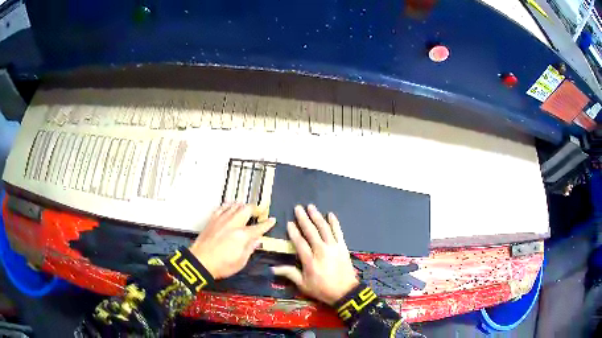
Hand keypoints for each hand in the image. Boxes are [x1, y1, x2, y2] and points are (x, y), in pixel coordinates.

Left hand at [189, 203, 275, 278]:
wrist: (200, 261)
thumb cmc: (221, 265)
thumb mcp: (240, 262)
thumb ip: (249, 249)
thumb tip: (256, 241)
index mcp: (242, 236)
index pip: (259, 227)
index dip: (267, 223)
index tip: (272, 220)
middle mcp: (233, 224)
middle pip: (246, 209)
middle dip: (254, 208)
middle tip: (258, 211)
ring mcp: (222, 220)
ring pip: (234, 206)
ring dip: (242, 206)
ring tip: (245, 207)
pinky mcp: (212, 220)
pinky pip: (222, 208)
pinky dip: (228, 206)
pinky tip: (229, 207)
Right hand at [272, 204, 358, 304]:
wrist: (345, 292)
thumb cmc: (322, 289)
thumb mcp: (303, 285)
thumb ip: (290, 273)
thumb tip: (272, 268)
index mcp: (310, 260)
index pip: (299, 242)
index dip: (293, 232)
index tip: (289, 223)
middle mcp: (321, 250)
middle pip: (311, 231)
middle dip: (304, 219)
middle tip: (298, 208)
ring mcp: (334, 247)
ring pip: (324, 228)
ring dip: (317, 217)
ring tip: (311, 207)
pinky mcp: (343, 247)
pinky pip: (338, 232)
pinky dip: (334, 223)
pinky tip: (331, 214)